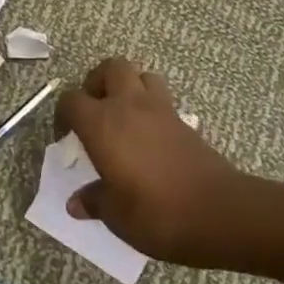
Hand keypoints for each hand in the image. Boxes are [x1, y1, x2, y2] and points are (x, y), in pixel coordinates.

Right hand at [59, 58, 251, 266]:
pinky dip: (152, 107)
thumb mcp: (116, 215)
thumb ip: (94, 202)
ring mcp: (160, 110)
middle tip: (95, 110)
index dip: (63, 115)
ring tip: (124, 116)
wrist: (220, 213)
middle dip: (98, 82)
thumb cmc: (156, 213)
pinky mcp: (185, 121)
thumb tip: (76, 204)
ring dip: (129, 87)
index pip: (71, 100)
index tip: (66, 138)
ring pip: (141, 75)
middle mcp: (128, 106)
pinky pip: (163, 98)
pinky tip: (150, 136)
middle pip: (110, 67)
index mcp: (102, 124)